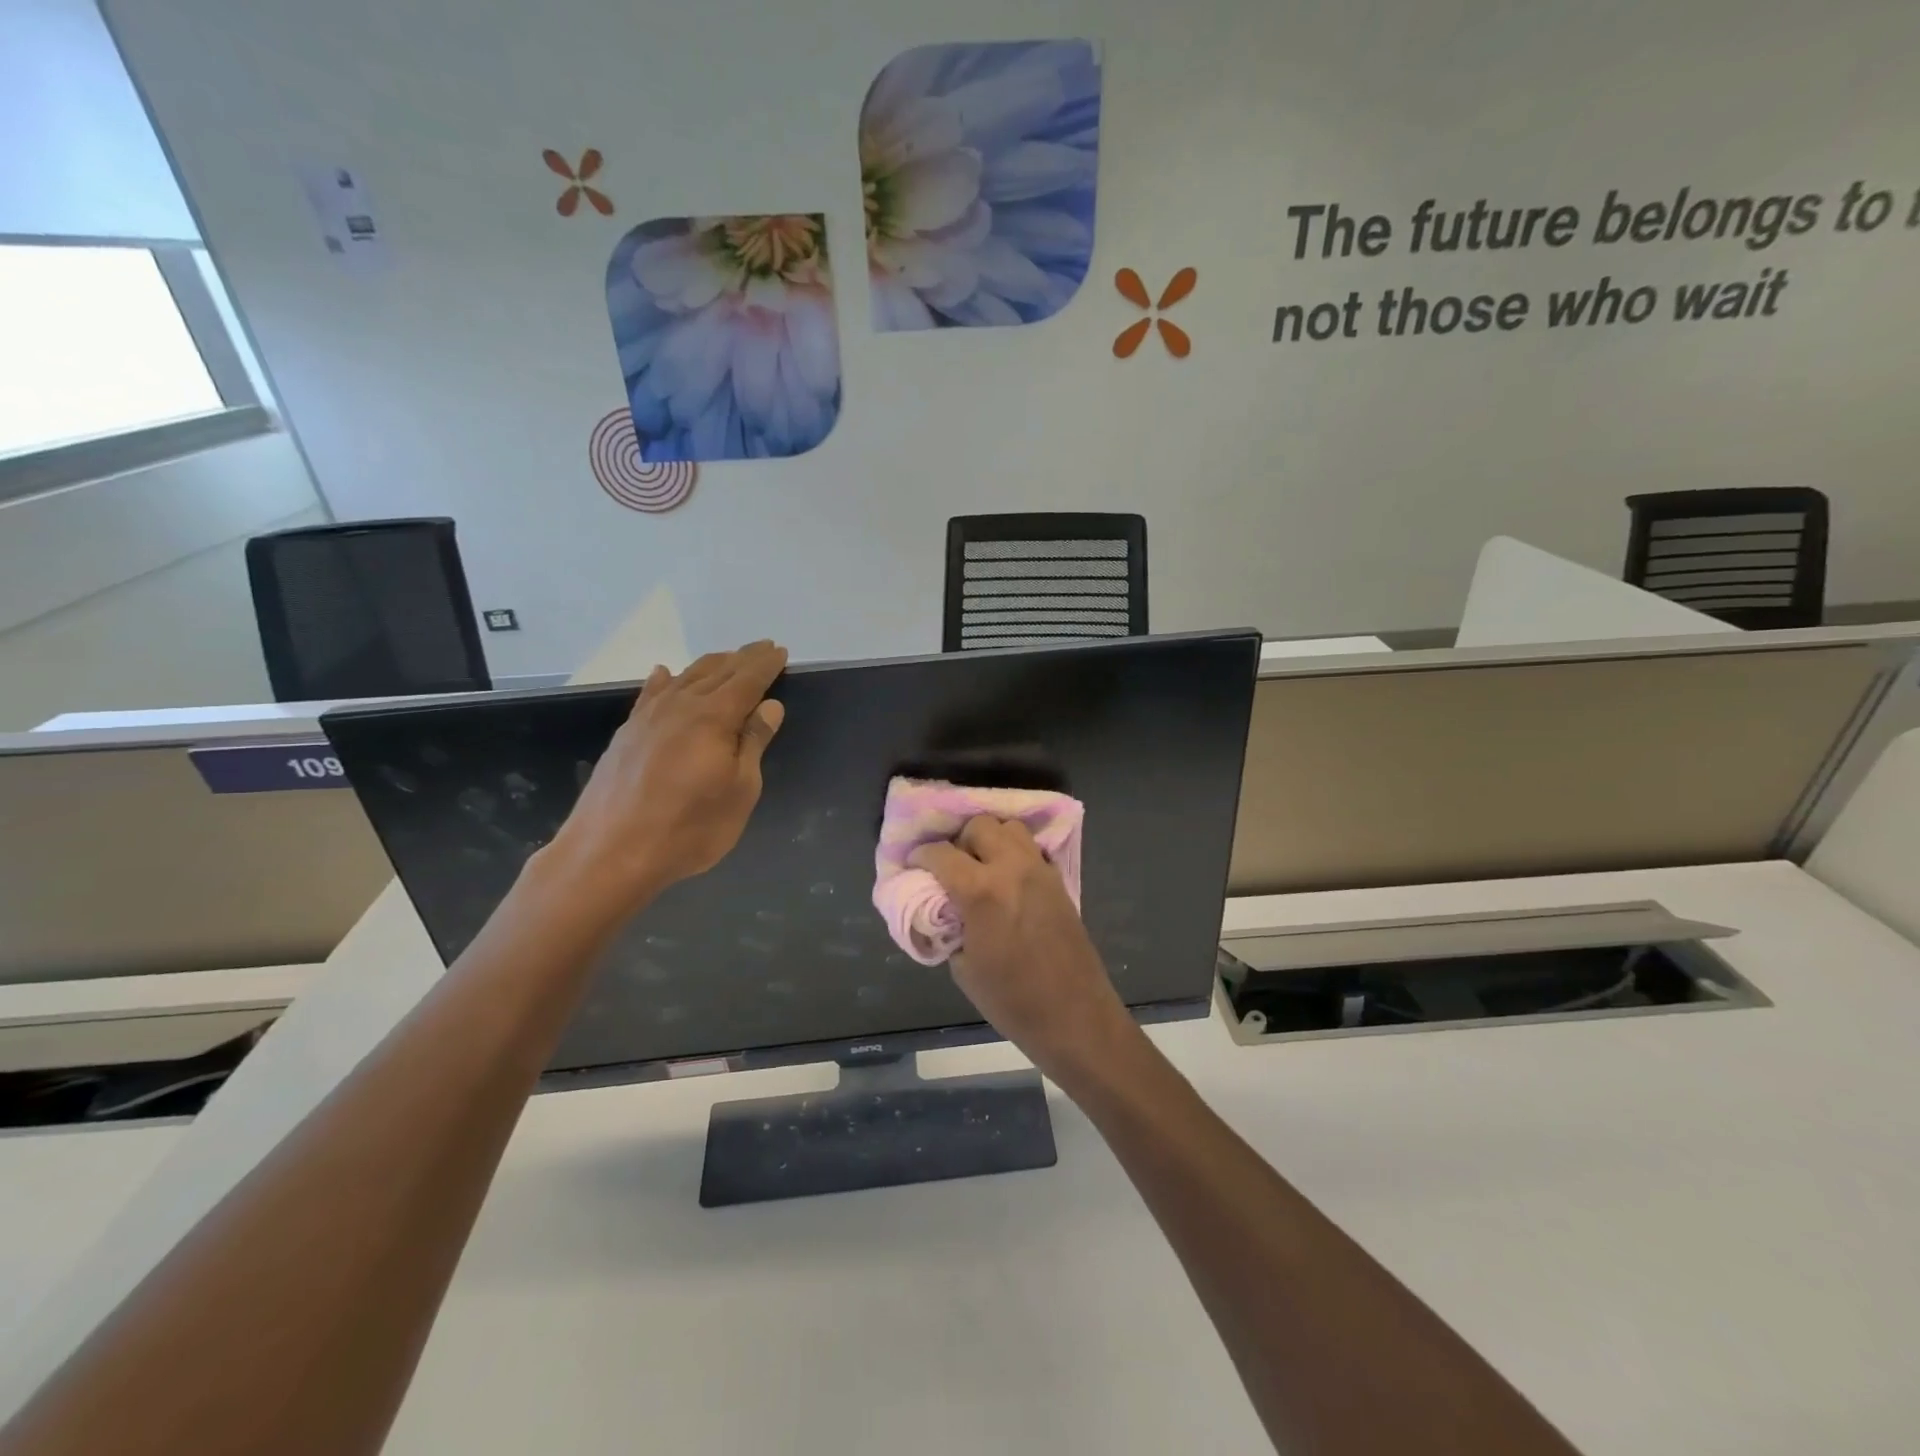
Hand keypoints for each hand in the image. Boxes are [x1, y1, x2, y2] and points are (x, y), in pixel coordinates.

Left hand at [543, 641, 786, 912]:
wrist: (610, 852)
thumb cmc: (689, 828)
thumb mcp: (739, 791)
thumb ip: (753, 744)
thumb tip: (769, 706)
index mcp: (714, 717)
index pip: (747, 680)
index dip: (766, 665)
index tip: (780, 651)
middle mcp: (681, 706)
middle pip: (717, 671)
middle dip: (743, 659)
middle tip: (762, 648)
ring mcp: (648, 717)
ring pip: (685, 678)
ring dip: (710, 665)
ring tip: (728, 659)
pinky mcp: (627, 734)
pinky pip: (650, 694)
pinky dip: (665, 680)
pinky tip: (665, 674)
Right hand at [912, 817, 1144, 1086]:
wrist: (1074, 1016)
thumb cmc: (1012, 1001)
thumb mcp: (964, 968)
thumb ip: (949, 927)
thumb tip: (943, 910)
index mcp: (981, 891)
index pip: (941, 853)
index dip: (921, 856)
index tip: (914, 865)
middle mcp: (1012, 867)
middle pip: (979, 826)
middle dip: (959, 840)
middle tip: (951, 866)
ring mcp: (1040, 870)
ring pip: (1010, 828)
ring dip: (990, 839)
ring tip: (981, 866)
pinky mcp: (1059, 880)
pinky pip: (1032, 848)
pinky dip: (1015, 852)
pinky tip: (1008, 878)